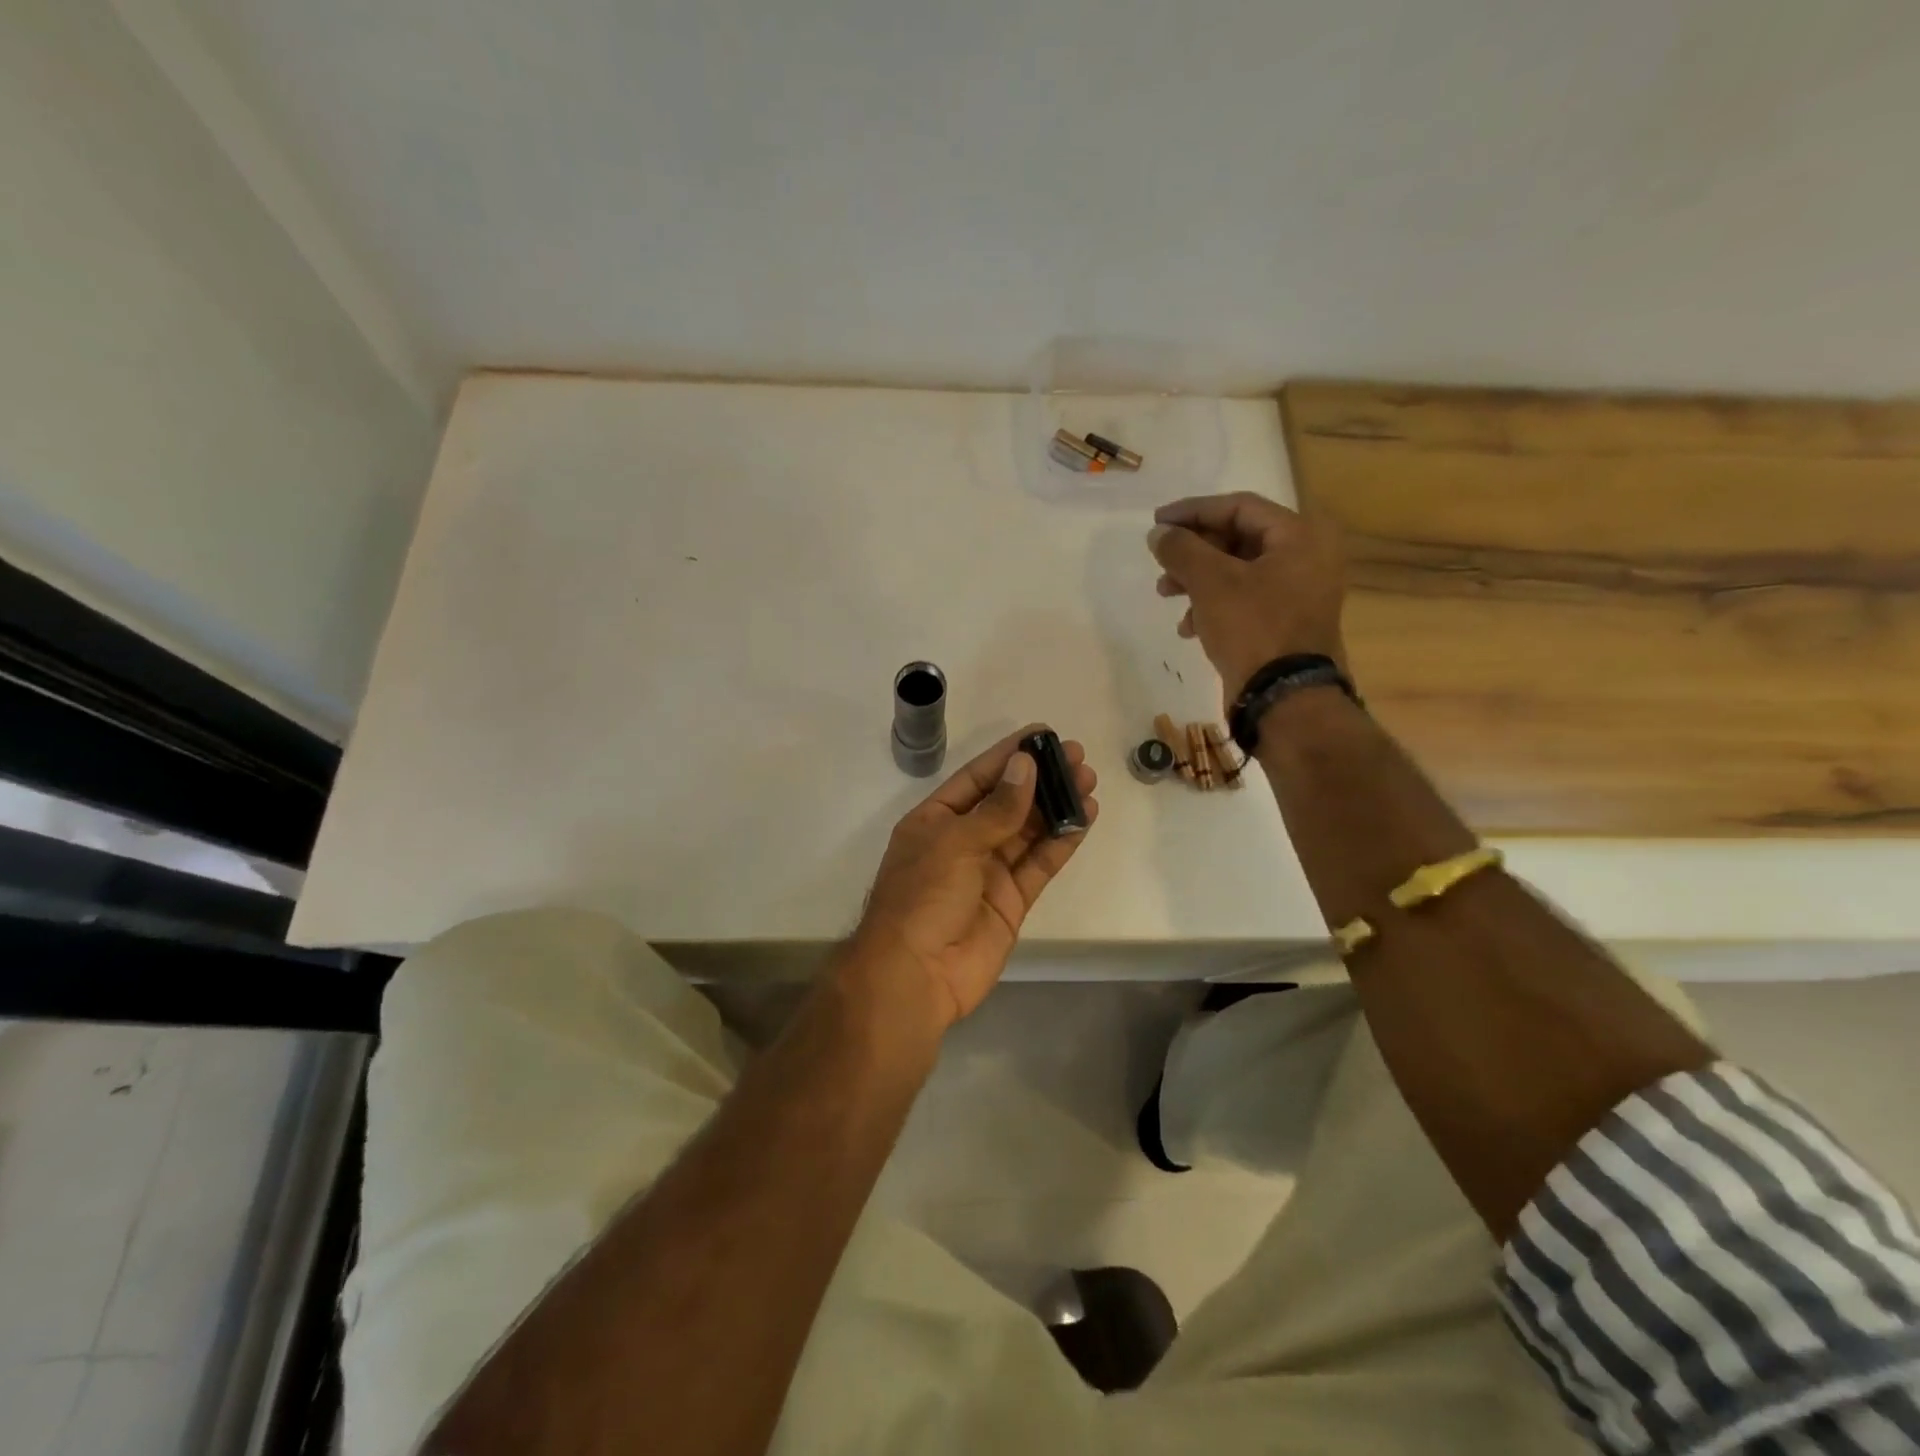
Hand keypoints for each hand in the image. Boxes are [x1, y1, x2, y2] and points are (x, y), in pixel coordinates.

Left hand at [848, 726, 1098, 1029]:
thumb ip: (996, 808)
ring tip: (1088, 781)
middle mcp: (963, 841)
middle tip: (1077, 756)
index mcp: (936, 820)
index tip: (1042, 734)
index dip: (1008, 755)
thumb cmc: (923, 897)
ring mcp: (988, 872)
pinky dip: (1061, 841)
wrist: (916, 976)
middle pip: (1007, 801)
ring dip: (1056, 806)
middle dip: (1041, 778)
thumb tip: (1026, 765)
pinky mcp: (1012, 900)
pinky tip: (1083, 818)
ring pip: (1028, 830)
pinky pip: (1040, 863)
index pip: (977, 777)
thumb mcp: (955, 842)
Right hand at [1147, 492, 1347, 701]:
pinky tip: (1189, 627)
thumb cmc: (1253, 628)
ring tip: (1166, 594)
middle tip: (1161, 563)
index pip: (1239, 506)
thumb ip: (1182, 549)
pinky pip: (1245, 600)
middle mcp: (1306, 557)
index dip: (1193, 511)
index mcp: (1300, 536)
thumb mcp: (1211, 582)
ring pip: (1237, 571)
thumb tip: (1158, 533)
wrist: (1285, 698)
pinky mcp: (1285, 622)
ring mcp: (1298, 592)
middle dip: (1193, 552)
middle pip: (1238, 539)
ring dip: (1198, 580)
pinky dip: (1214, 606)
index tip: (1157, 523)